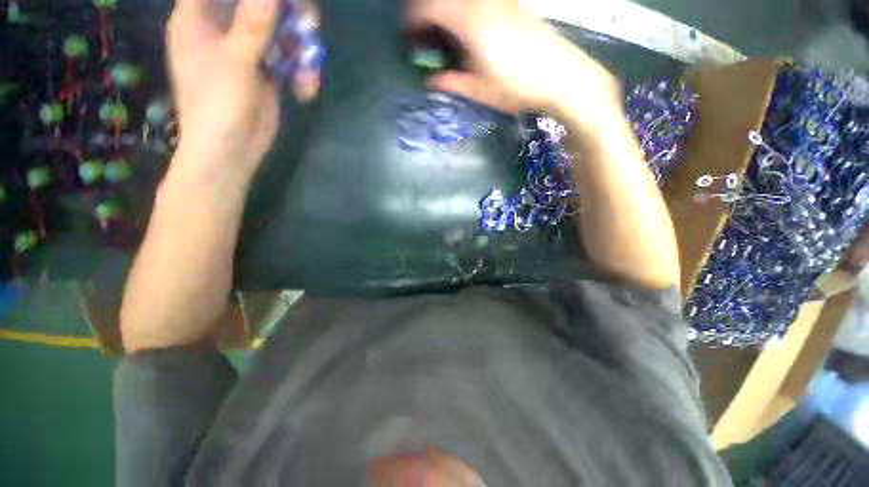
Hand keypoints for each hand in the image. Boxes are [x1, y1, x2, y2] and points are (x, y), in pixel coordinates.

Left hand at [166, 0, 319, 183]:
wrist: (232, 150)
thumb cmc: (218, 105)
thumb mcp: (234, 61)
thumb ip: (253, 24)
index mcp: (200, 17)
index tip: (282, 2)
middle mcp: (224, 28)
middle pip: (260, 4)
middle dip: (288, 15)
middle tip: (309, 27)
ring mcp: (247, 51)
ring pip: (280, 31)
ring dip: (301, 50)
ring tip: (309, 73)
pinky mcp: (266, 73)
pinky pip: (288, 60)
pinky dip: (302, 72)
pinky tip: (306, 90)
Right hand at [406, 0, 619, 121]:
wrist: (561, 76)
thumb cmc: (516, 87)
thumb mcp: (478, 90)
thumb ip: (450, 82)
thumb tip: (430, 80)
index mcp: (470, 22)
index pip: (430, 7)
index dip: (413, 19)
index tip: (407, 34)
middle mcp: (483, 3)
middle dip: (427, 12)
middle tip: (423, 33)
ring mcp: (501, 1)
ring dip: (447, 11)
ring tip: (444, 34)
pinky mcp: (513, 6)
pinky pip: (480, 1)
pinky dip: (465, 11)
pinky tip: (469, 31)